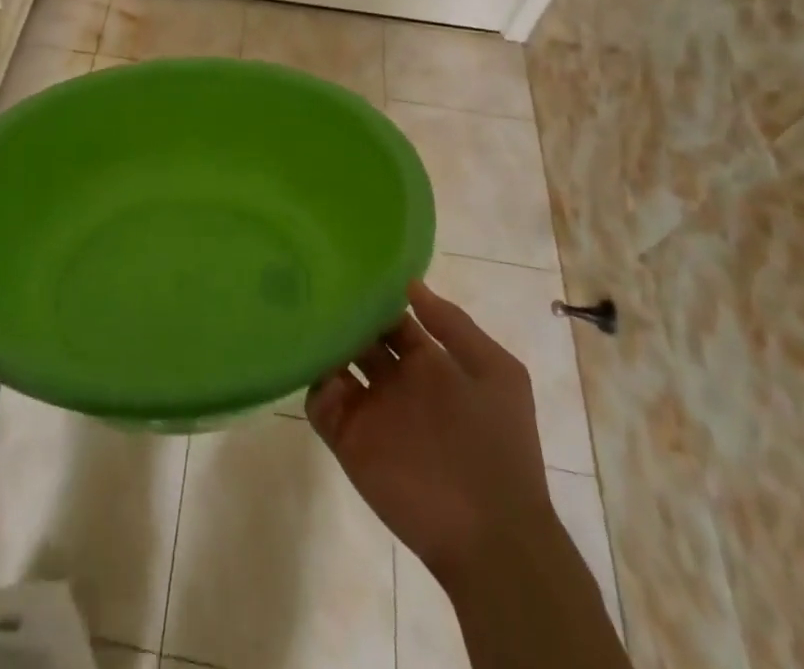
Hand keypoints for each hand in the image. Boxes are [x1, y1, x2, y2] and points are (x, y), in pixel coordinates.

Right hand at [308, 280, 550, 588]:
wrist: (491, 534)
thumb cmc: (497, 445)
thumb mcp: (497, 372)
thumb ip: (453, 325)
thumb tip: (410, 283)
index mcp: (428, 363)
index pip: (392, 318)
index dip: (376, 296)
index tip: (350, 268)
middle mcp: (395, 381)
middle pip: (359, 337)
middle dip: (343, 313)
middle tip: (317, 282)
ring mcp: (371, 411)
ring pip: (334, 364)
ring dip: (322, 342)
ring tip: (306, 314)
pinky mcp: (349, 440)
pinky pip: (320, 403)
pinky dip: (314, 384)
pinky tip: (319, 367)